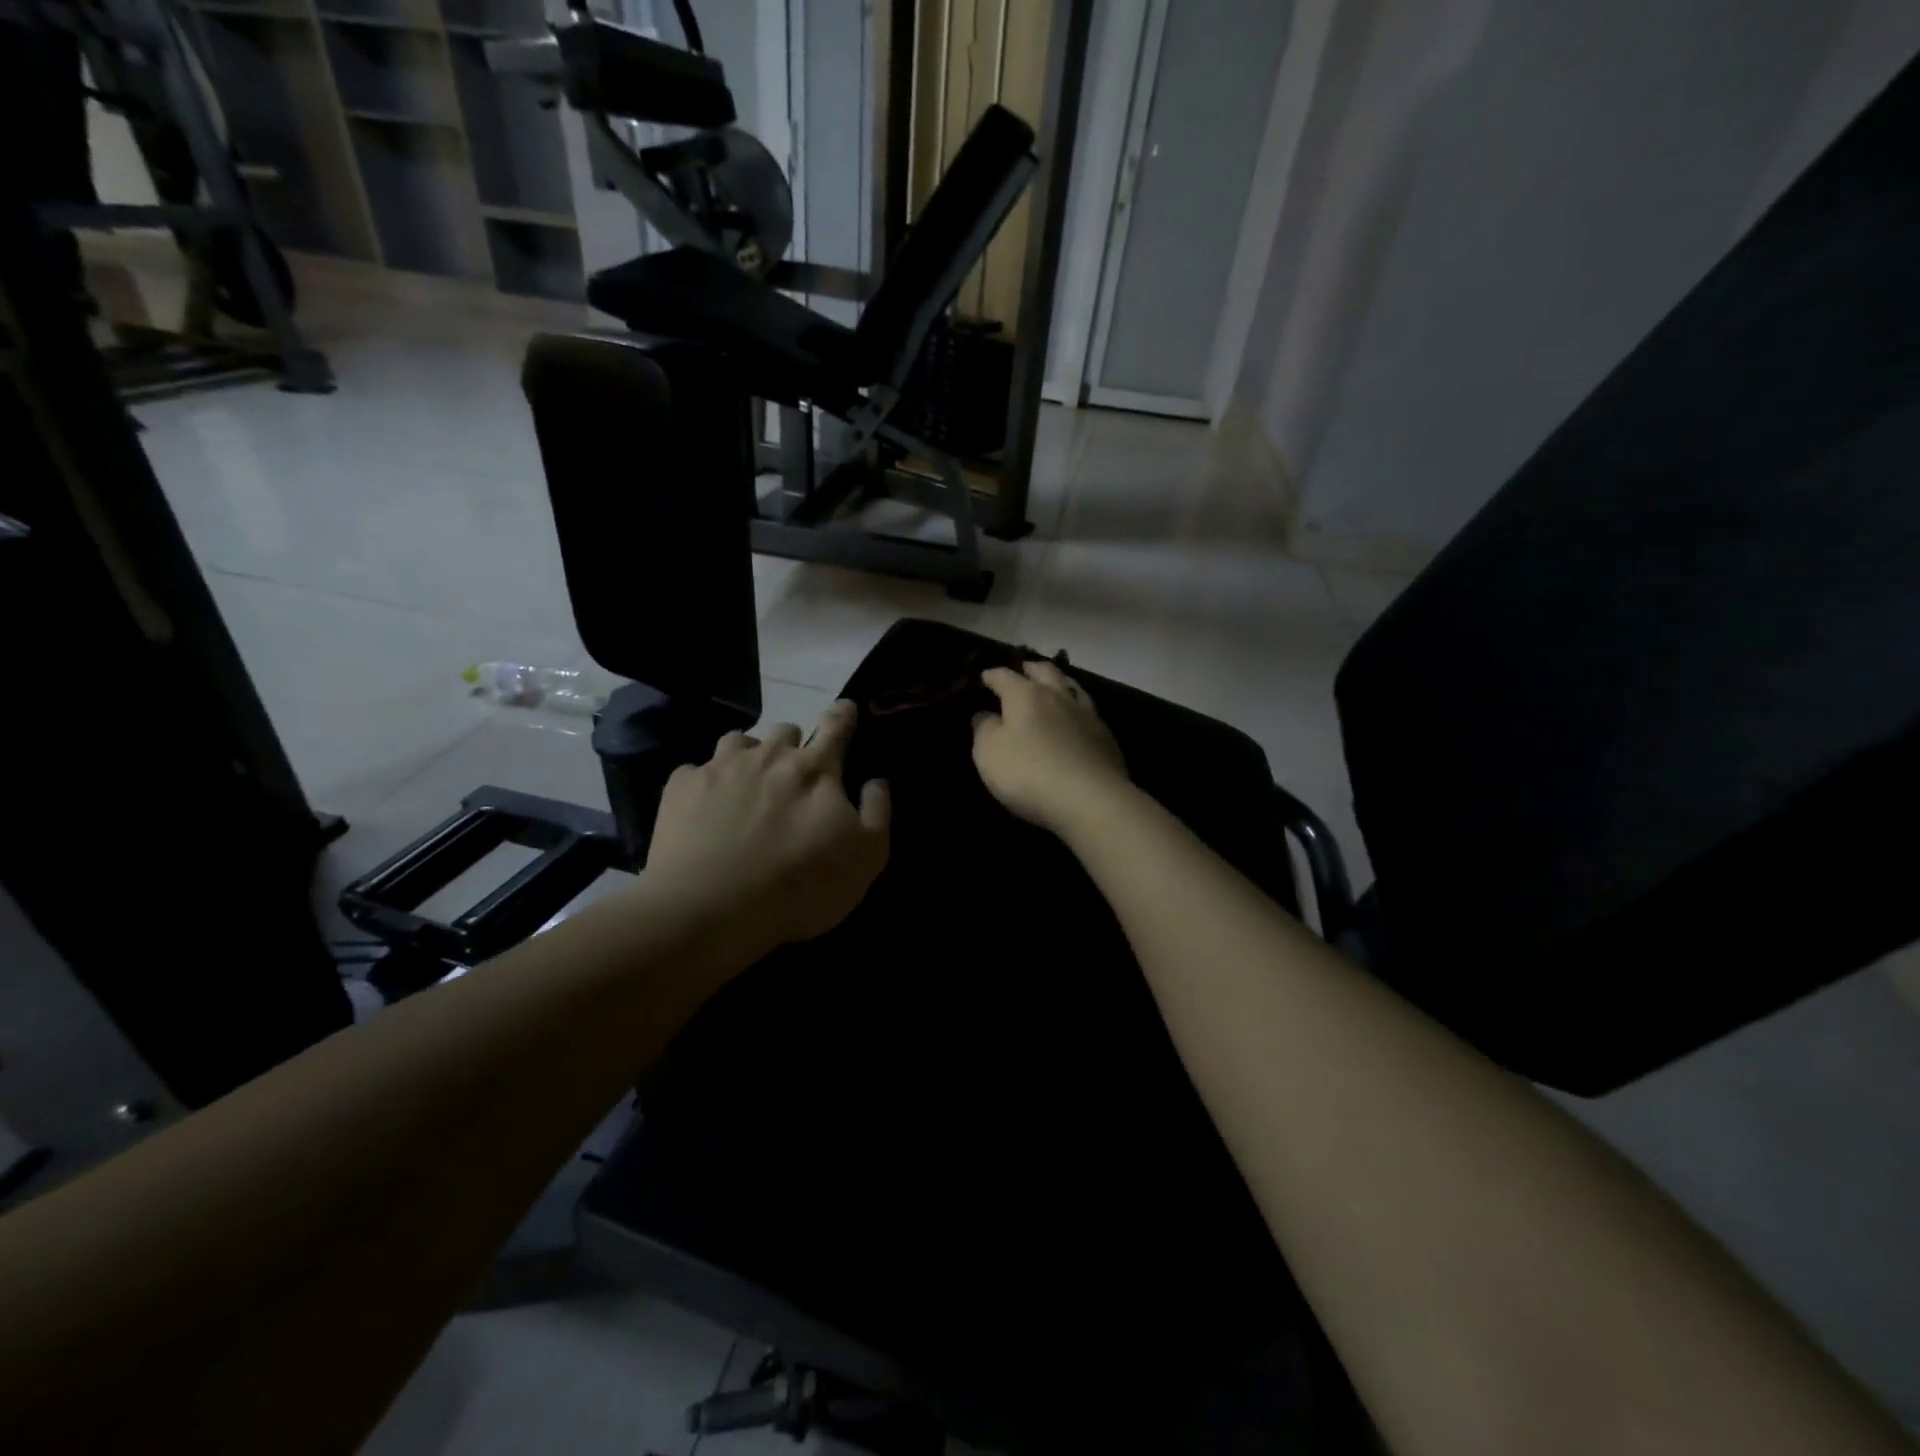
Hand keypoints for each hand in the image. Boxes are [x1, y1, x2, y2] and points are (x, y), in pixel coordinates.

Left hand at [645, 701, 890, 948]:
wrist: (711, 909)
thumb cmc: (800, 886)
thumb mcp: (865, 859)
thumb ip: (876, 812)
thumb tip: (875, 780)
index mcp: (816, 770)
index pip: (835, 727)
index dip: (842, 715)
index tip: (843, 709)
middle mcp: (769, 756)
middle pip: (786, 730)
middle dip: (793, 744)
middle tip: (791, 773)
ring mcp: (720, 767)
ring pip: (739, 740)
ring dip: (748, 754)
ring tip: (746, 781)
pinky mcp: (681, 787)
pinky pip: (695, 770)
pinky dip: (704, 782)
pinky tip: (704, 808)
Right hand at [972, 660, 1129, 836]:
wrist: (1090, 799)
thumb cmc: (1029, 772)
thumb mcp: (989, 753)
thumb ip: (984, 729)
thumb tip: (984, 714)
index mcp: (1026, 695)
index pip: (1004, 676)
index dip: (991, 675)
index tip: (983, 677)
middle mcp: (1058, 696)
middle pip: (1044, 671)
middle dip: (1030, 668)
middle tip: (1022, 669)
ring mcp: (1087, 714)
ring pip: (1072, 686)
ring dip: (1059, 682)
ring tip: (1053, 685)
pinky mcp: (1106, 736)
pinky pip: (1088, 711)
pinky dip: (1077, 708)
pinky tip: (1076, 718)